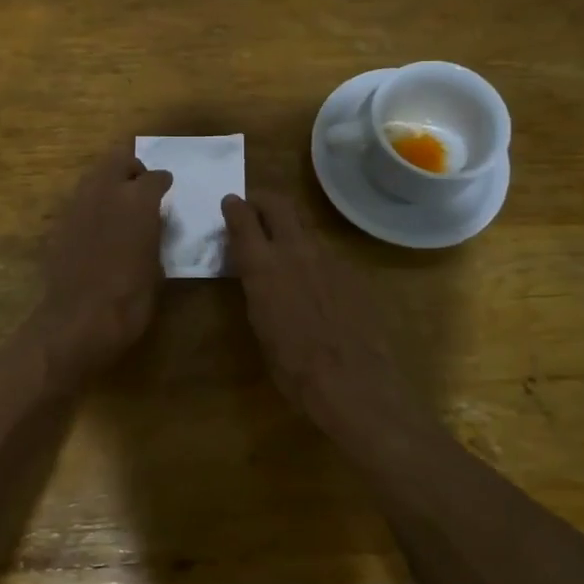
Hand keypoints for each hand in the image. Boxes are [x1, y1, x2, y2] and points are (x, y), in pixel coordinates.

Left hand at [33, 151, 172, 378]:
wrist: (79, 320)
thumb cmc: (130, 298)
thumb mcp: (158, 266)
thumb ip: (155, 234)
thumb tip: (152, 225)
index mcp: (138, 200)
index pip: (155, 177)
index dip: (162, 182)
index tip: (166, 188)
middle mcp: (106, 191)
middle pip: (118, 160)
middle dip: (131, 168)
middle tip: (140, 186)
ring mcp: (77, 205)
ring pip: (94, 176)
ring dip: (108, 182)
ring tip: (118, 204)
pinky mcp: (58, 223)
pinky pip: (79, 201)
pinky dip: (91, 205)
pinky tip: (97, 227)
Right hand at [220, 192, 425, 435]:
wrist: (353, 383)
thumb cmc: (293, 367)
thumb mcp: (260, 325)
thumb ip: (257, 288)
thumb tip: (256, 272)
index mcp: (263, 266)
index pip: (243, 219)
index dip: (234, 207)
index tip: (230, 203)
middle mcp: (295, 250)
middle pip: (278, 204)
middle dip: (263, 200)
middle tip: (254, 208)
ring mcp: (328, 258)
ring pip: (304, 227)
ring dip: (289, 228)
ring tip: (282, 247)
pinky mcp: (352, 271)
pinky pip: (326, 253)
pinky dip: (312, 257)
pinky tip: (314, 282)